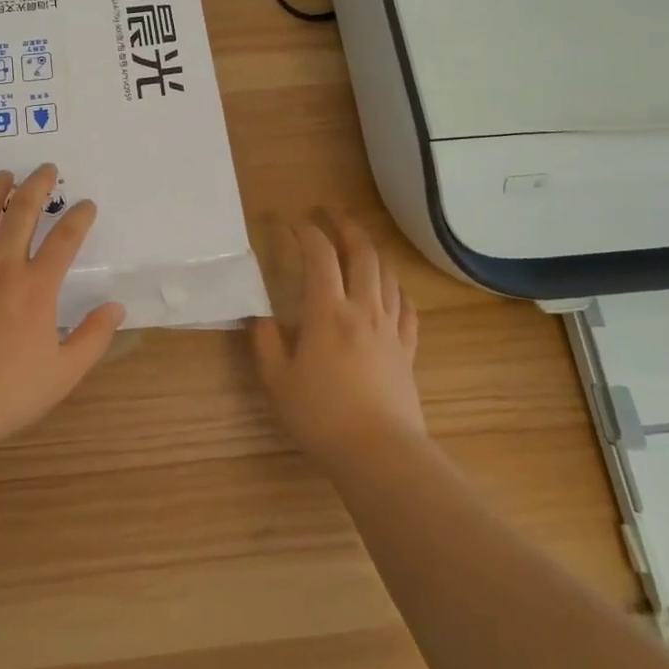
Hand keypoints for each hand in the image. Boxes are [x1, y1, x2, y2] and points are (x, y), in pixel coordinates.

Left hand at [0, 163, 125, 451]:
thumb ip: (93, 337)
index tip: (87, 204)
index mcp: (36, 287)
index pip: (65, 239)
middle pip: (22, 213)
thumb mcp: (63, 373)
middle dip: (38, 186)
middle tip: (46, 169)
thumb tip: (116, 307)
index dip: (79, 217)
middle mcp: (1, 267)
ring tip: (5, 174)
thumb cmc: (7, 393)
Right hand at [251, 211, 424, 472]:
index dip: (308, 233)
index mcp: (328, 312)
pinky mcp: (407, 350)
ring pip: (388, 275)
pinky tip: (390, 289)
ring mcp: (390, 328)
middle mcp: (363, 309)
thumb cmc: (321, 416)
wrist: (379, 454)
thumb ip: (266, 343)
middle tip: (332, 214)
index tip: (295, 223)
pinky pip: (407, 308)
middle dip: (346, 226)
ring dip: (372, 251)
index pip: (320, 256)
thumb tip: (260, 316)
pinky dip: (397, 289)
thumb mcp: (278, 381)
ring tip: (358, 243)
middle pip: (362, 253)